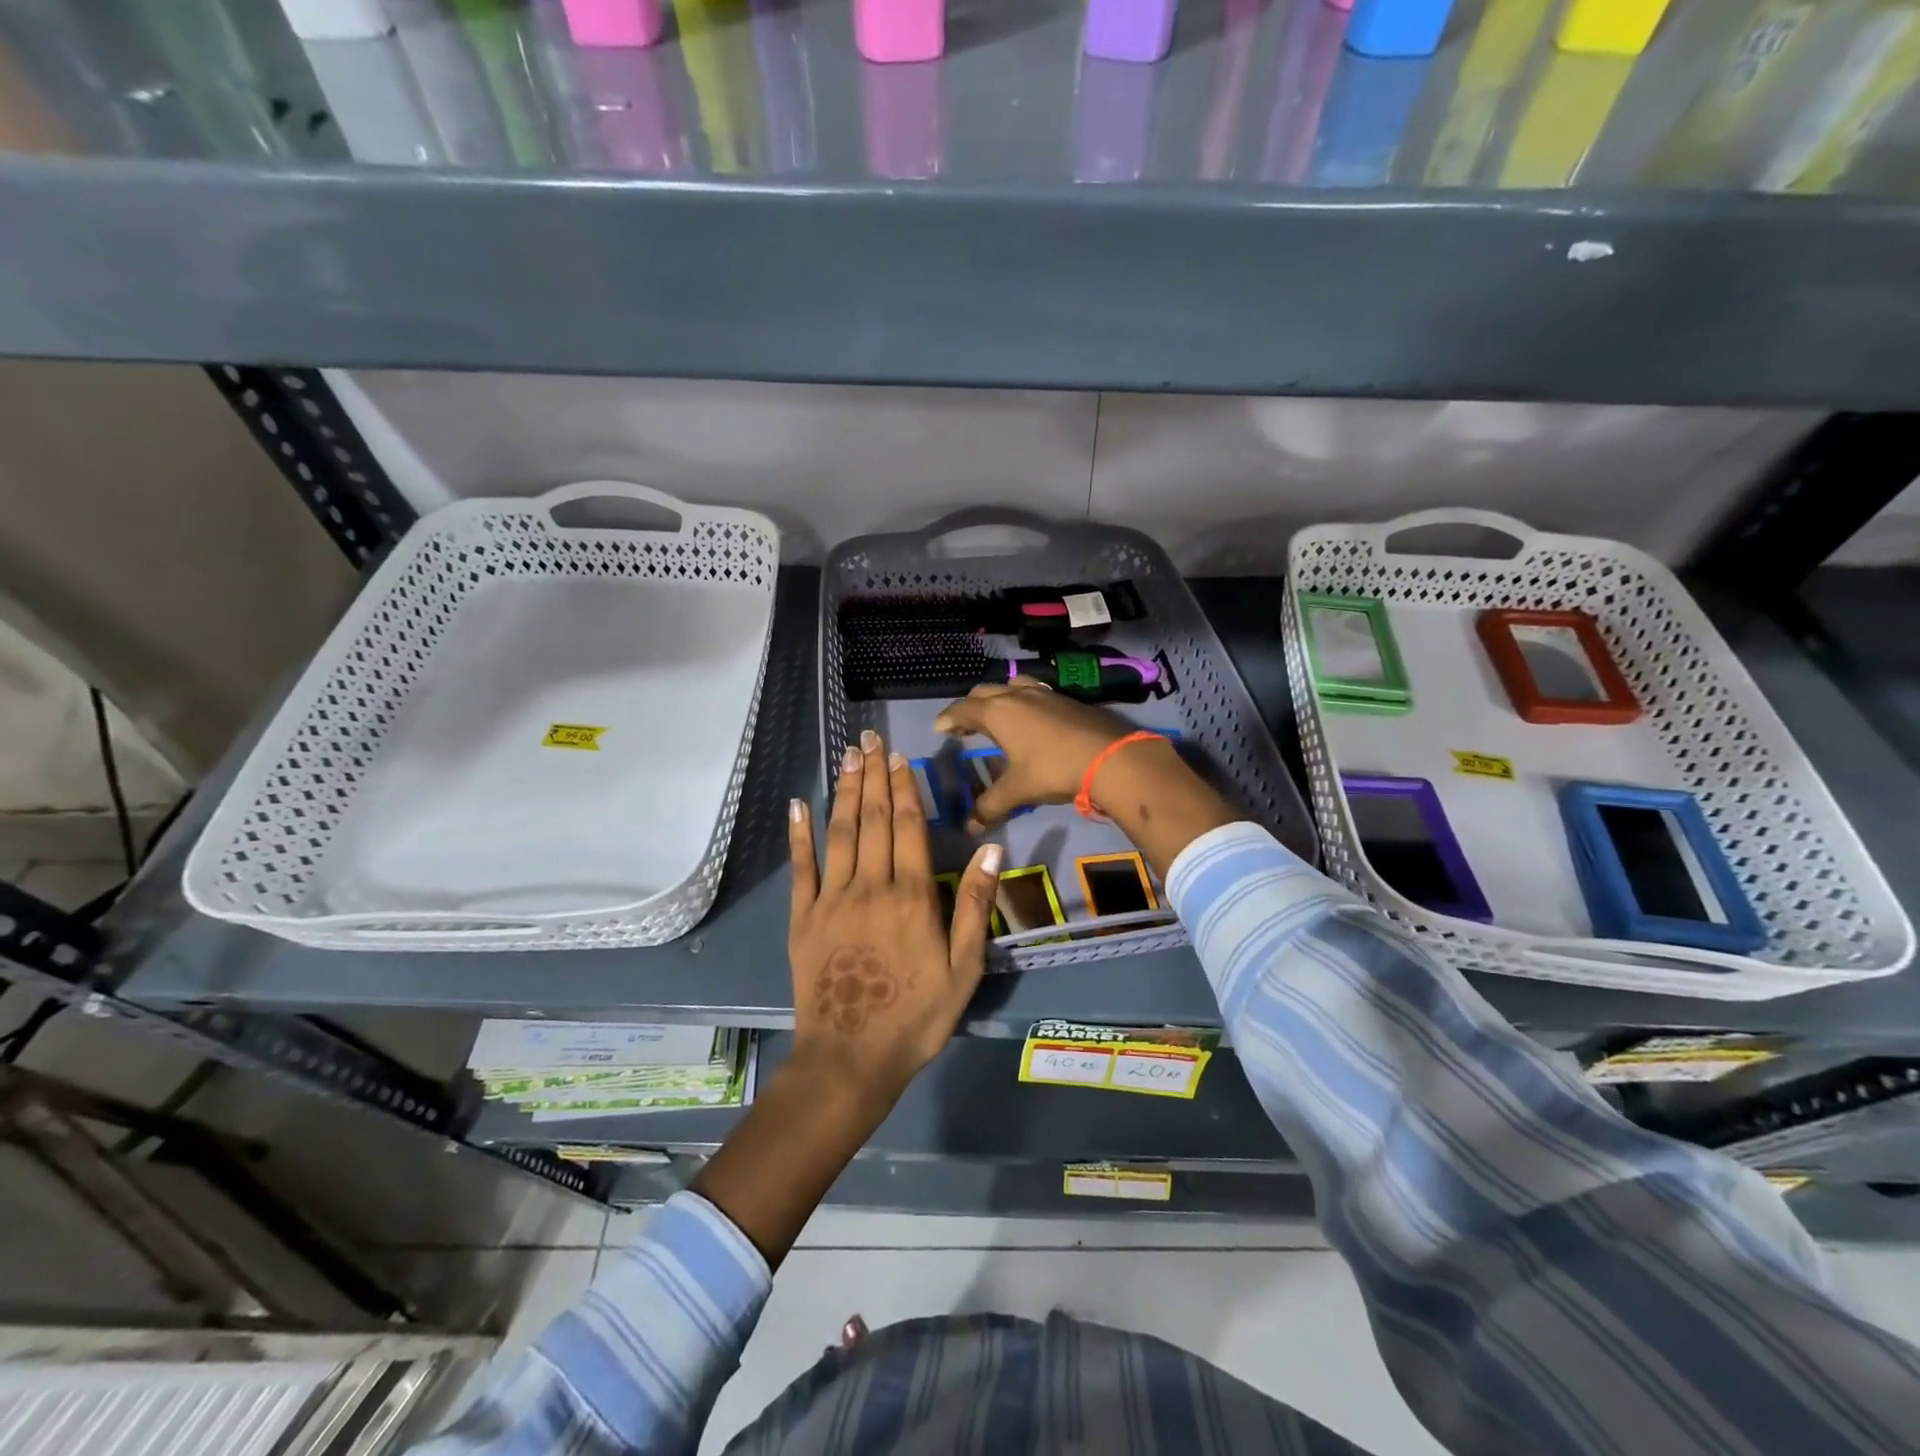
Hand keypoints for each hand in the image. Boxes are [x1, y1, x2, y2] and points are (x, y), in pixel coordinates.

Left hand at [787, 729, 1002, 1109]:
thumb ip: (974, 905)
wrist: (851, 1058)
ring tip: (847, 757)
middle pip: (873, 819)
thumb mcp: (963, 968)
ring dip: (845, 791)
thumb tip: (991, 848)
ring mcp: (831, 899)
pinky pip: (802, 867)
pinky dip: (800, 834)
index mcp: (911, 896)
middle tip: (869, 739)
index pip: (908, 827)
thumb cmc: (916, 1016)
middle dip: (873, 776)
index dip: (904, 788)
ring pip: (840, 833)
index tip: (899, 757)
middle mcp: (870, 886)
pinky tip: (799, 805)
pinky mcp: (803, 917)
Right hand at [933, 678, 1171, 829]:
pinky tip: (1030, 717)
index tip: (940, 728)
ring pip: (1011, 686)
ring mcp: (1044, 693)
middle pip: (984, 692)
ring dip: (998, 697)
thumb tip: (969, 826)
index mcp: (997, 712)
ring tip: (996, 715)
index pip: (963, 709)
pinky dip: (1022, 700)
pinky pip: (1034, 691)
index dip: (948, 718)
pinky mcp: (1066, 699)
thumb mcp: (1018, 790)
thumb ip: (990, 805)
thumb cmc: (1053, 769)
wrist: (1109, 756)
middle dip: (970, 706)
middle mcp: (1017, 695)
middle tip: (964, 725)